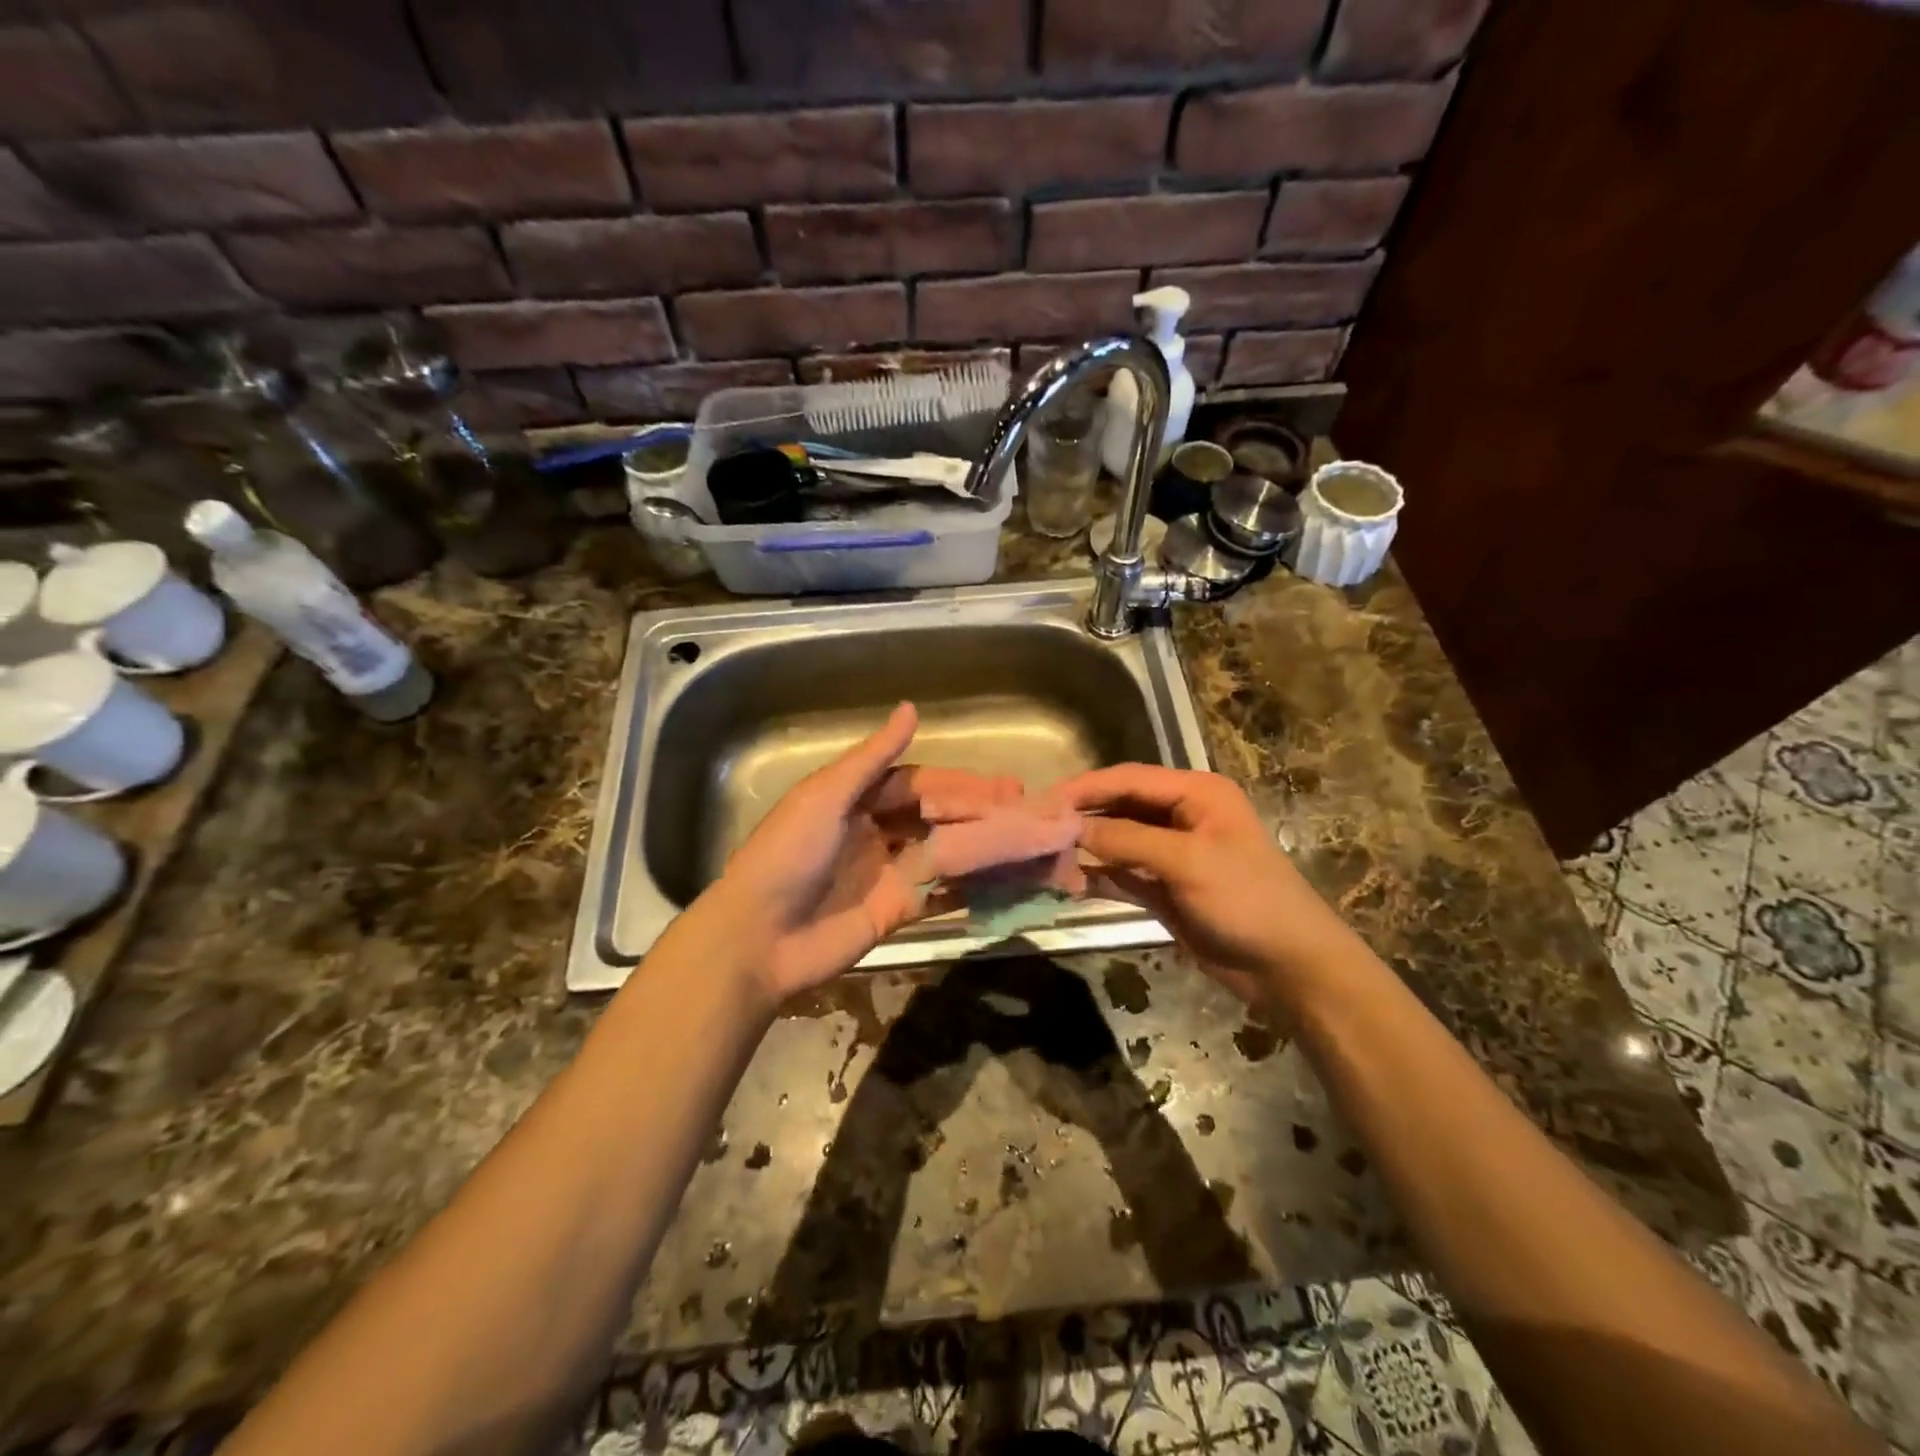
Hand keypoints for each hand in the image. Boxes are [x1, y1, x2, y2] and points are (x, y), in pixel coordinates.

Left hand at [669, 703, 1075, 1010]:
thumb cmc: (787, 856)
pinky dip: (969, 885)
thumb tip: (912, 709)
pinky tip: (1002, 878)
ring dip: (980, 845)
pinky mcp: (894, 911)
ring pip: (942, 852)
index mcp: (855, 800)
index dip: (960, 784)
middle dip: (978, 812)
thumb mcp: (825, 796)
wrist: (757, 939)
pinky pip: (938, 892)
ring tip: (1025, 840)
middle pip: (936, 817)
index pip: (919, 785)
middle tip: (1026, 810)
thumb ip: (872, 758)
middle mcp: (875, 832)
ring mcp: (886, 873)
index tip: (1004, 787)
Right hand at [1054, 764, 1356, 1005]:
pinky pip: (1121, 873)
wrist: (1288, 967)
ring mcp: (1171, 853)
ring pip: (1116, 840)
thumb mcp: (1188, 862)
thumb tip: (1072, 829)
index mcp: (1196, 793)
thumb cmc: (1247, 900)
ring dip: (1084, 847)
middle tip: (1035, 826)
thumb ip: (1128, 840)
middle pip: (1119, 806)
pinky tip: (1066, 881)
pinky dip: (1096, 876)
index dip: (1085, 787)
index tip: (1043, 800)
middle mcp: (1181, 815)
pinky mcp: (1163, 887)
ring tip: (1041, 853)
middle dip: (1080, 816)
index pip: (1129, 779)